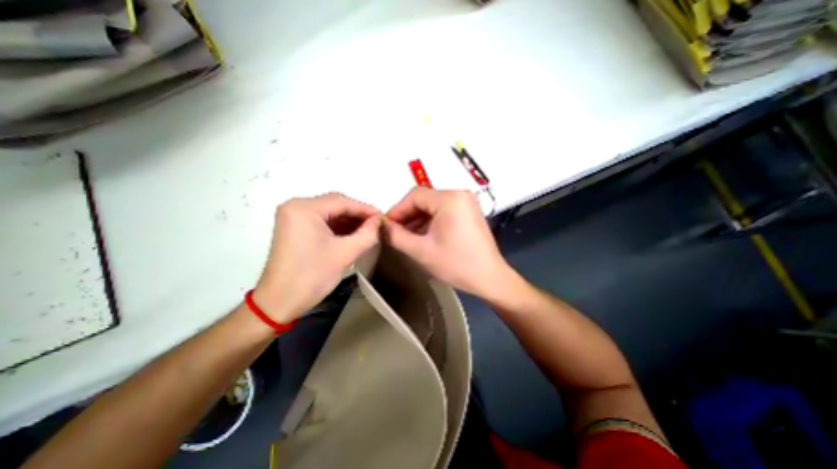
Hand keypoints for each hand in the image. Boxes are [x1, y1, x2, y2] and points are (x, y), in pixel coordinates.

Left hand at [254, 192, 381, 322]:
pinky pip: (322, 222)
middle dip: (357, 215)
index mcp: (304, 209)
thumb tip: (380, 221)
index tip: (383, 218)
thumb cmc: (312, 276)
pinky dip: (338, 227)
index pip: (341, 202)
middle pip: (335, 205)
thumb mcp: (345, 253)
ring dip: (349, 221)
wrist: (279, 302)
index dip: (365, 209)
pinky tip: (353, 234)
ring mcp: (293, 217)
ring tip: (369, 230)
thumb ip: (368, 234)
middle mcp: (296, 207)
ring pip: (329, 214)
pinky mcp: (294, 228)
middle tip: (377, 225)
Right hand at [381, 185, 513, 296]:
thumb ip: (395, 236)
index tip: (386, 226)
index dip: (397, 210)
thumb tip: (382, 225)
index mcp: (450, 199)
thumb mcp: (420, 251)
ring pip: (433, 206)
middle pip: (424, 200)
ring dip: (418, 220)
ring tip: (407, 237)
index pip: (415, 196)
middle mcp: (460, 194)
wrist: (490, 278)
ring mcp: (467, 203)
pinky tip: (423, 236)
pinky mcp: (469, 212)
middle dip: (407, 216)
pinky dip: (431, 222)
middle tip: (395, 233)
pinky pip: (444, 211)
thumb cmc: (456, 264)